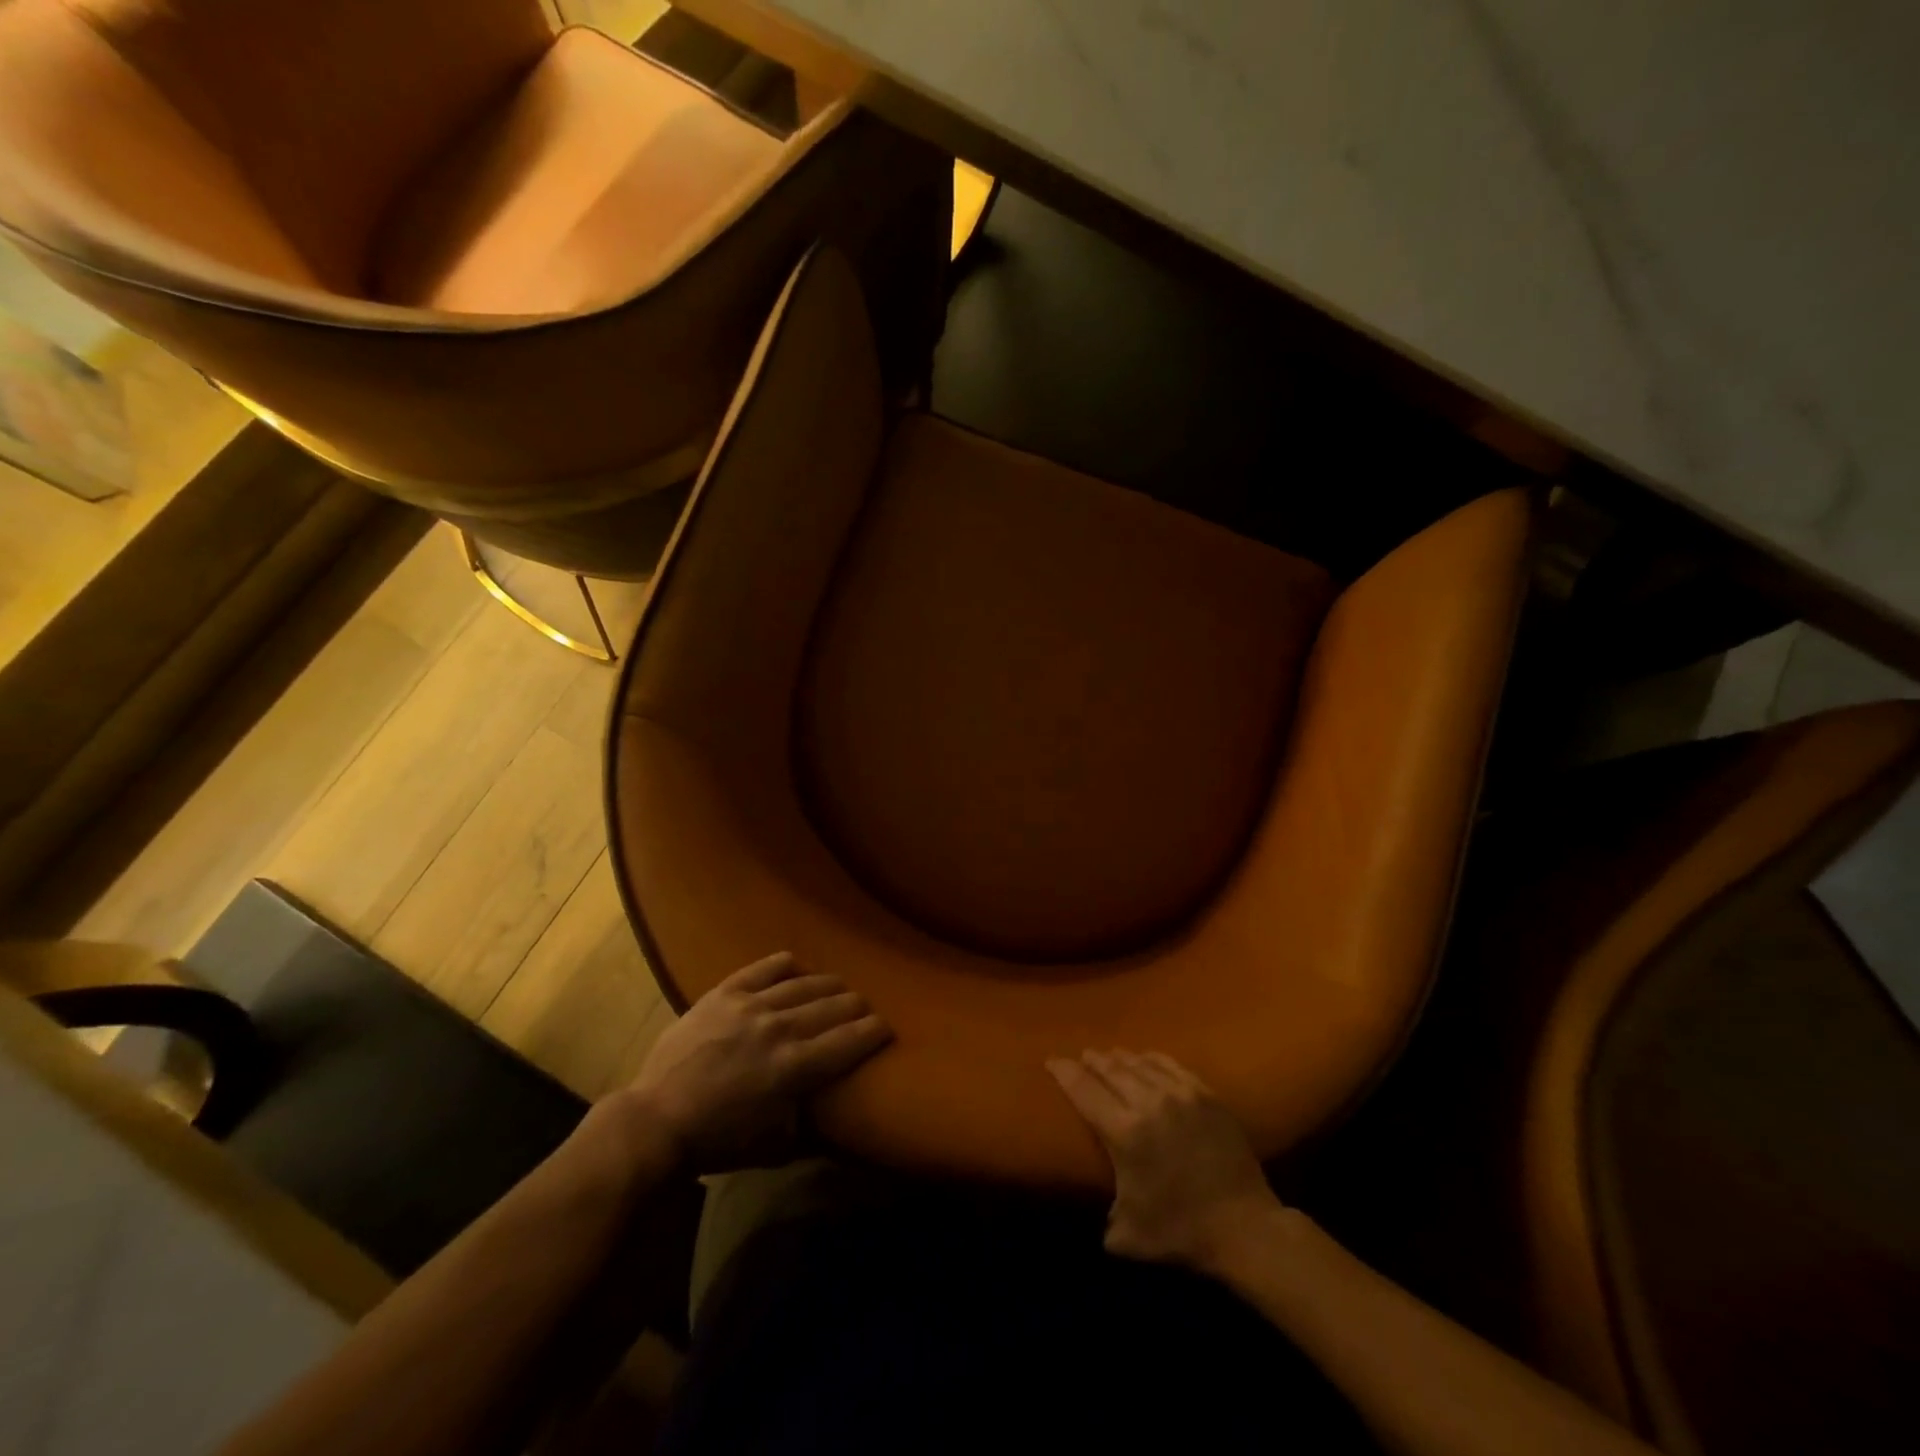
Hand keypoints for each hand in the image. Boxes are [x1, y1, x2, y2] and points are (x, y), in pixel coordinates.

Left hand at [625, 953, 890, 1172]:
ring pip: (804, 984)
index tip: (886, 1027)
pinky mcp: (725, 993)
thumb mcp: (775, 1145)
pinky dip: (785, 964)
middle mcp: (780, 1028)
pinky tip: (796, 966)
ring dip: (829, 985)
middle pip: (834, 1006)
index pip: (850, 1040)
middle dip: (857, 1006)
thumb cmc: (718, 1140)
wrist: (657, 1120)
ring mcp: (751, 1005)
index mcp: (795, 1067)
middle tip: (865, 1008)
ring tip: (838, 987)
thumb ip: (810, 1122)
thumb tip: (832, 1107)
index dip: (875, 1031)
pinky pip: (764, 968)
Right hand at [1049, 1049, 1287, 1277]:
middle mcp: (1149, 1103)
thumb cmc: (1182, 1233)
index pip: (1084, 1090)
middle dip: (1092, 1061)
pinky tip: (1145, 1057)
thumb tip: (1097, 1216)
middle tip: (1081, 1056)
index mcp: (1124, 1133)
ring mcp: (1180, 1095)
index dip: (1064, 1072)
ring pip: (1140, 1063)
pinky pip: (1171, 1065)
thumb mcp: (1129, 1236)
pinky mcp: (1206, 1095)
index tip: (1052, 1061)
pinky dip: (1152, 1058)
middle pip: (1111, 1069)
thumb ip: (1104, 1220)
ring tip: (1109, 1056)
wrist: (1245, 1228)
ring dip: (1119, 1057)